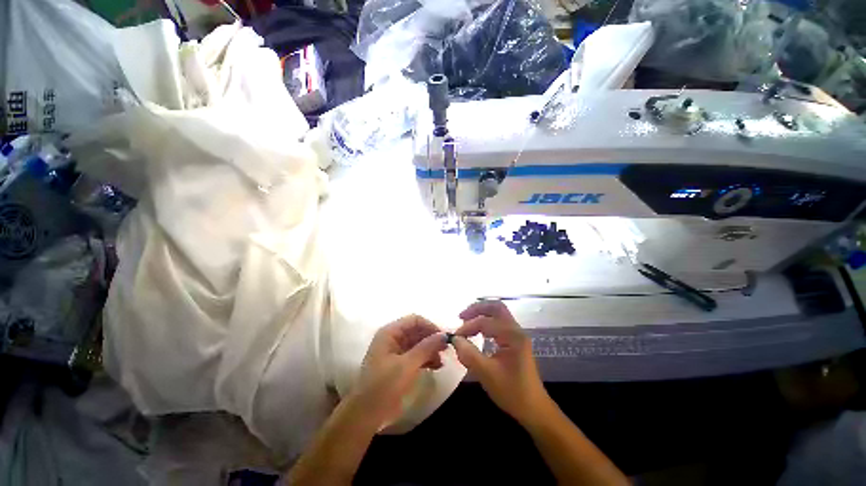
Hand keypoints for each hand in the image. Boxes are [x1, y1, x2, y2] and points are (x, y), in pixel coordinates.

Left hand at [350, 315, 447, 429]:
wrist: (366, 414)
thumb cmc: (384, 385)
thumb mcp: (407, 365)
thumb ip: (426, 347)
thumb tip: (444, 335)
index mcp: (390, 332)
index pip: (414, 320)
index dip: (430, 326)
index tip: (444, 337)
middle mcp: (392, 338)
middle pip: (416, 331)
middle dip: (431, 339)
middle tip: (446, 349)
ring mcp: (395, 351)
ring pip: (417, 343)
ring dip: (430, 350)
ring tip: (442, 361)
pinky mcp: (399, 364)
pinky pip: (415, 355)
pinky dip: (426, 359)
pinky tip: (436, 366)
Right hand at [452, 300, 548, 425]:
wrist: (534, 409)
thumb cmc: (512, 392)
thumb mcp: (487, 374)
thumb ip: (469, 354)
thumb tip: (454, 339)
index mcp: (512, 336)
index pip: (485, 322)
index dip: (468, 327)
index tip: (455, 337)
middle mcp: (516, 330)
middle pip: (496, 307)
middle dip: (477, 309)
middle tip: (461, 316)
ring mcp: (517, 335)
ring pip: (498, 313)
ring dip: (482, 313)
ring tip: (466, 322)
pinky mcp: (515, 341)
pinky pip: (499, 323)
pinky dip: (487, 321)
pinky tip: (478, 331)